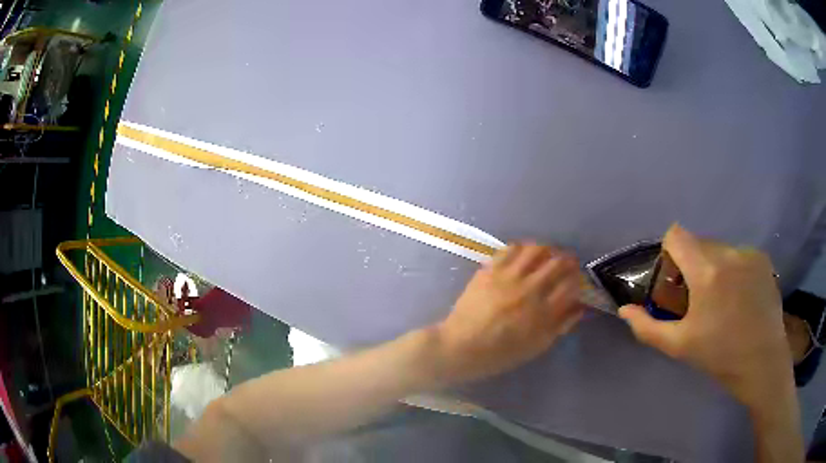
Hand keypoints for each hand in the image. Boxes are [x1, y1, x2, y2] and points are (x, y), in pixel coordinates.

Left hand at [434, 243, 584, 384]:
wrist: (460, 346)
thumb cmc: (500, 353)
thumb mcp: (536, 346)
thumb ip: (560, 326)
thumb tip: (579, 307)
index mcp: (542, 313)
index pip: (570, 286)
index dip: (578, 280)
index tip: (577, 281)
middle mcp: (528, 290)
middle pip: (558, 263)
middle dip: (568, 261)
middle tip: (569, 264)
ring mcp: (508, 277)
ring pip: (536, 250)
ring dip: (548, 250)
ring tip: (548, 256)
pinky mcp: (490, 270)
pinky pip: (510, 249)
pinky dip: (523, 248)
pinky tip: (524, 255)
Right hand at [618, 224, 791, 406]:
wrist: (762, 362)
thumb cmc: (719, 356)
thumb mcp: (679, 346)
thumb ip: (647, 326)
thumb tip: (625, 310)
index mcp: (706, 271)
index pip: (677, 234)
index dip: (670, 252)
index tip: (675, 279)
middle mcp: (728, 252)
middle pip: (699, 242)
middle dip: (692, 264)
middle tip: (698, 298)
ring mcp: (748, 253)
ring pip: (720, 248)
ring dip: (714, 267)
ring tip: (722, 300)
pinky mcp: (762, 259)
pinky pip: (739, 255)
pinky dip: (733, 269)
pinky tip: (741, 298)